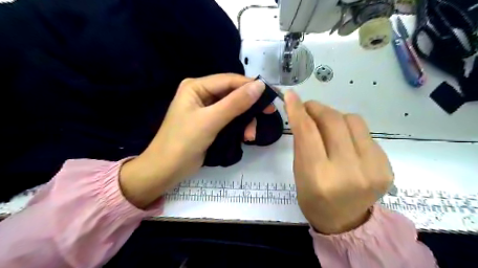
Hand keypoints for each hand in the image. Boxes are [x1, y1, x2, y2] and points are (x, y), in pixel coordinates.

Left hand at [118, 74, 268, 208]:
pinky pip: (230, 120)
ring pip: (234, 108)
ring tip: (250, 136)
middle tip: (268, 114)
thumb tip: (260, 86)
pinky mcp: (210, 123)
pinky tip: (244, 137)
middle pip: (233, 94)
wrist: (166, 170)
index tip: (271, 95)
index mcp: (197, 87)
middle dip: (249, 107)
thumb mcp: (210, 121)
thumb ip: (235, 103)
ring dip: (245, 121)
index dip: (251, 86)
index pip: (229, 80)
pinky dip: (239, 127)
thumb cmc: (183, 142)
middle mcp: (202, 94)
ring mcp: (206, 110)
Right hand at [286, 91, 393, 233]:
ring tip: (327, 126)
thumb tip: (301, 113)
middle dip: (317, 108)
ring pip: (353, 120)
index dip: (298, 110)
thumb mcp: (299, 172)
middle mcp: (348, 171)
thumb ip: (302, 142)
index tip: (291, 95)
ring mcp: (373, 168)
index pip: (308, 133)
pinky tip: (344, 141)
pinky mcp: (386, 166)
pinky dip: (350, 131)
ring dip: (335, 117)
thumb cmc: (313, 198)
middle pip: (333, 121)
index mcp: (319, 177)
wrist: (345, 221)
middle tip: (308, 108)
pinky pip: (365, 133)